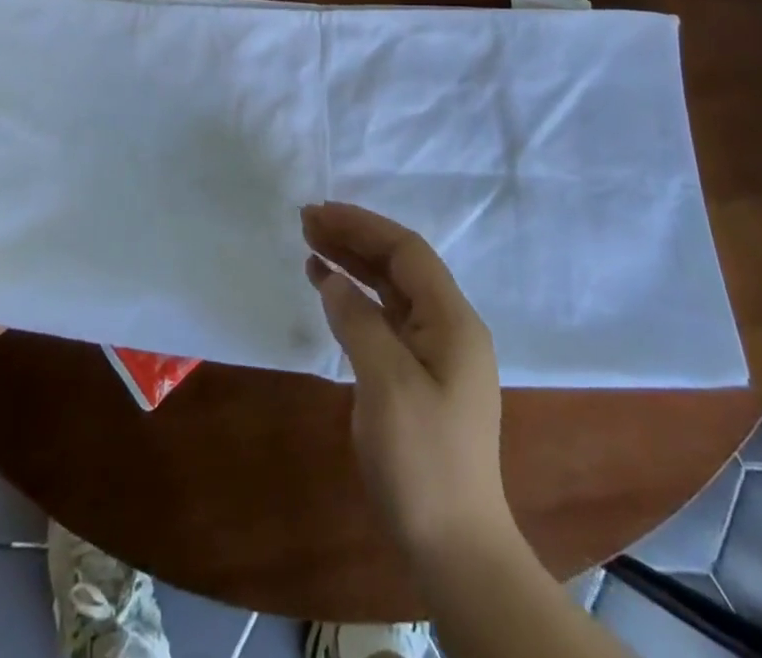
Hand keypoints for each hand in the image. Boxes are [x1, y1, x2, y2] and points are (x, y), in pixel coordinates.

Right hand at [301, 202, 511, 561]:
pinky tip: (328, 288)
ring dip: (353, 263)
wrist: (454, 547)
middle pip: (399, 265)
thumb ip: (359, 321)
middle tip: (307, 221)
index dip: (363, 226)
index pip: (406, 252)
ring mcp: (436, 351)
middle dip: (354, 238)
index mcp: (452, 320)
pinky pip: (386, 317)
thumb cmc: (422, 461)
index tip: (320, 213)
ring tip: (311, 243)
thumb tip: (332, 278)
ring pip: (390, 288)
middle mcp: (449, 326)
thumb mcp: (386, 384)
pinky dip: (356, 297)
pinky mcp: (419, 374)